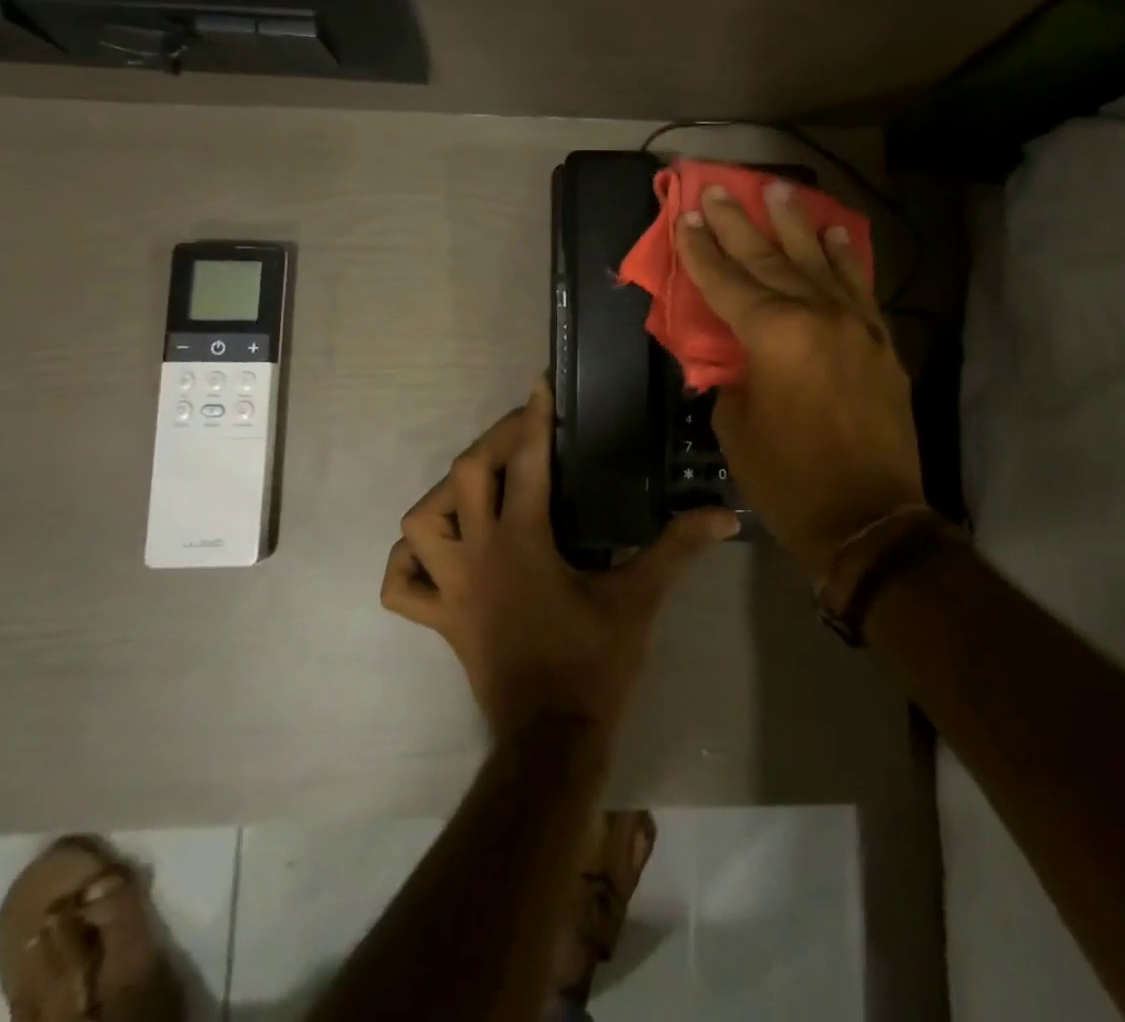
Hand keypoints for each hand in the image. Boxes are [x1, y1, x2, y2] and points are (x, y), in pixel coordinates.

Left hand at [381, 380, 739, 742]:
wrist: (552, 739)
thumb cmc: (593, 663)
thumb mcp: (639, 599)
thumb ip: (678, 548)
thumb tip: (724, 514)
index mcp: (523, 542)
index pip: (526, 462)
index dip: (534, 418)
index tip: (541, 385)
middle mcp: (478, 555)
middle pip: (464, 475)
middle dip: (492, 441)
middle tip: (522, 431)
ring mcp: (451, 590)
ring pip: (420, 524)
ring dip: (444, 497)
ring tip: (477, 488)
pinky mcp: (440, 621)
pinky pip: (401, 587)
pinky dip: (408, 564)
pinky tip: (437, 554)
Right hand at [676, 181, 924, 579]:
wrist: (869, 518)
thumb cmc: (789, 479)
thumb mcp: (736, 428)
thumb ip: (730, 378)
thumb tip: (732, 357)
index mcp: (773, 335)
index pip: (726, 282)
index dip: (701, 250)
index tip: (687, 216)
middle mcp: (815, 315)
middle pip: (768, 260)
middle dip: (738, 224)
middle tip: (717, 188)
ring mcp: (854, 324)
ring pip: (817, 261)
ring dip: (794, 224)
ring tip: (778, 190)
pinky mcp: (878, 341)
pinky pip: (858, 287)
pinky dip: (845, 257)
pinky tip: (834, 232)